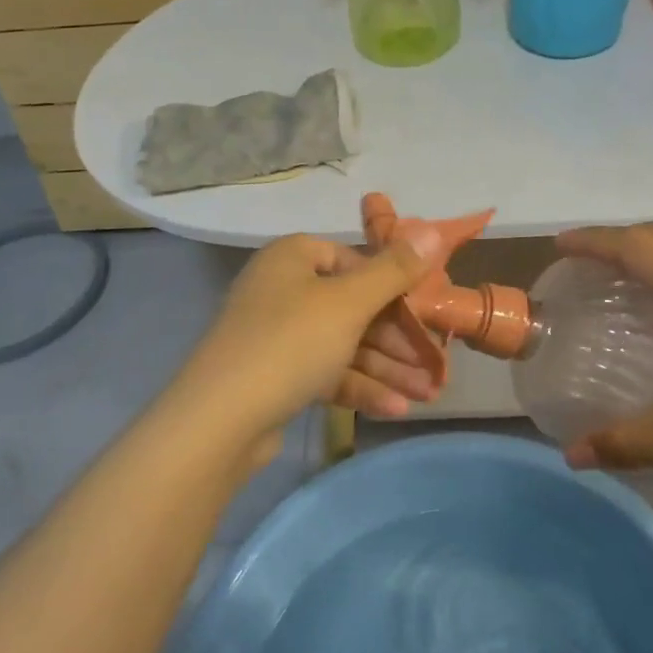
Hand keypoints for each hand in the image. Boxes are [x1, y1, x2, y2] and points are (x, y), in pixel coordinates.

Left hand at [165, 227, 445, 456]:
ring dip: (386, 366)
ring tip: (428, 394)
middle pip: (353, 305)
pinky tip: (395, 409)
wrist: (218, 422)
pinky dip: (359, 386)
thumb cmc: (289, 343)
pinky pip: (326, 372)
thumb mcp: (349, 302)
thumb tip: (434, 230)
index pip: (354, 259)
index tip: (425, 310)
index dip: (393, 283)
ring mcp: (277, 335)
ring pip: (344, 343)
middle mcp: (283, 289)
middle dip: (397, 337)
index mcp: (293, 257)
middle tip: (434, 362)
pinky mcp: (276, 376)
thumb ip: (395, 270)